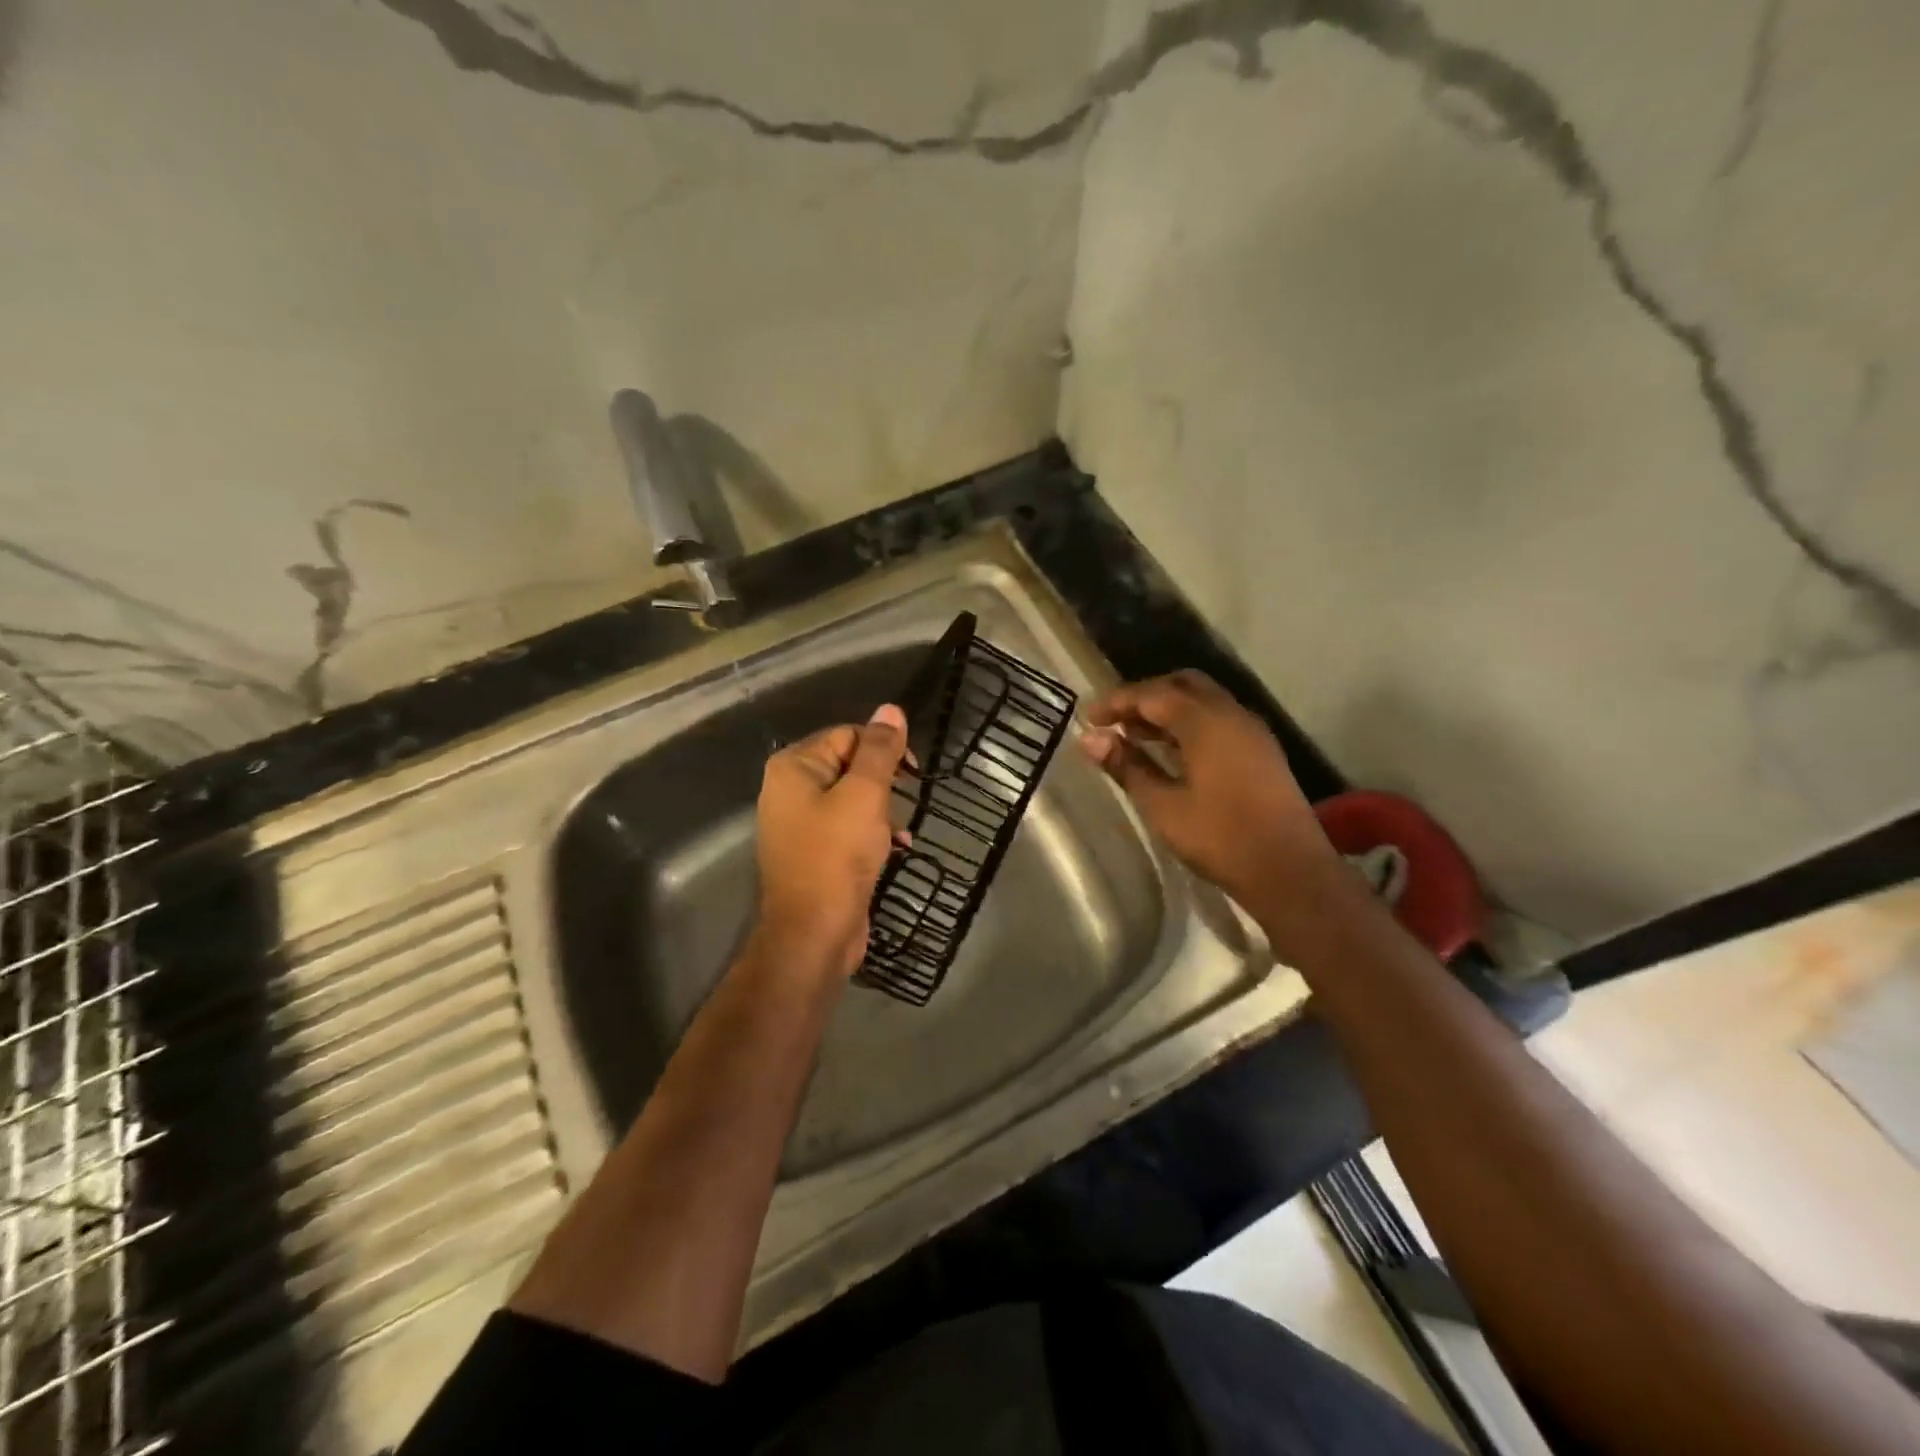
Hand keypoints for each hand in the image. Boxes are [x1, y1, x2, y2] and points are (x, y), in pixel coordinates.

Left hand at [750, 704, 908, 979]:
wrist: (814, 933)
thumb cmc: (837, 856)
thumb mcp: (865, 795)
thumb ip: (879, 751)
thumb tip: (891, 710)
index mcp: (794, 766)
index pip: (848, 734)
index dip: (883, 750)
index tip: (912, 774)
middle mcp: (789, 789)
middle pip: (850, 765)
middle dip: (883, 784)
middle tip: (903, 805)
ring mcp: (799, 823)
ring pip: (853, 798)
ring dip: (883, 811)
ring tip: (899, 832)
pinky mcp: (814, 852)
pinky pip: (848, 827)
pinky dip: (873, 833)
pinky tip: (897, 847)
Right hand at [1080, 671, 1337, 916]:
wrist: (1290, 872)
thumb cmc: (1220, 837)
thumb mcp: (1163, 805)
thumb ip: (1127, 766)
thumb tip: (1089, 740)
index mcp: (1206, 722)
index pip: (1153, 694)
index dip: (1117, 702)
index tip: (1088, 718)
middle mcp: (1232, 715)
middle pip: (1182, 686)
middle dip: (1145, 697)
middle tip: (1115, 721)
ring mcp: (1252, 732)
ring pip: (1203, 702)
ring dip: (1168, 711)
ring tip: (1135, 737)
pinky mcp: (1261, 752)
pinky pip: (1218, 720)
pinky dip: (1189, 724)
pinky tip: (1171, 753)